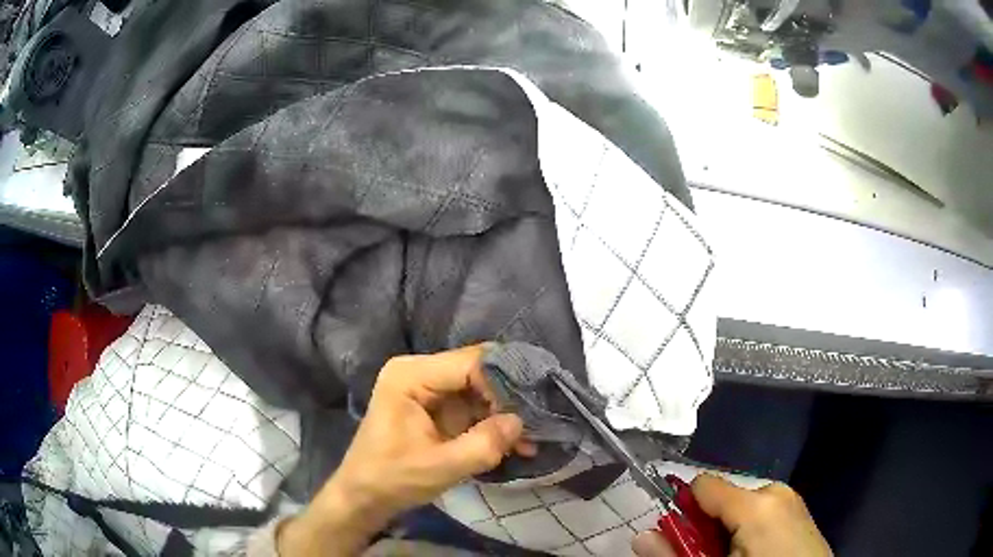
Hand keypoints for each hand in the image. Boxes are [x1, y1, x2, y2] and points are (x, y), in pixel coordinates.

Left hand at [278, 345, 533, 555]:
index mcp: (410, 375)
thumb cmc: (391, 478)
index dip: (503, 383)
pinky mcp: (435, 407)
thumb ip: (482, 445)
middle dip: (508, 398)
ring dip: (504, 413)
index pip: (470, 363)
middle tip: (539, 421)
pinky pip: (472, 406)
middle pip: (477, 372)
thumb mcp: (439, 467)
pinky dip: (492, 423)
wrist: (363, 495)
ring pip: (479, 390)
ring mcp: (428, 389)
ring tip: (531, 438)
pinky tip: (515, 442)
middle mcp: (419, 372)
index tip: (531, 410)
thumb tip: (520, 422)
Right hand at [632, 474, 831, 556]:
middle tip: (709, 555)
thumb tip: (642, 535)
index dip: (684, 510)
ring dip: (727, 530)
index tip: (681, 538)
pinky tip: (753, 553)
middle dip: (708, 525)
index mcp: (756, 503)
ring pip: (742, 506)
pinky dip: (748, 529)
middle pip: (722, 497)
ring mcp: (792, 500)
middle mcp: (776, 491)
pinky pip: (762, 511)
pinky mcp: (800, 510)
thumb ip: (675, 553)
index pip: (703, 484)